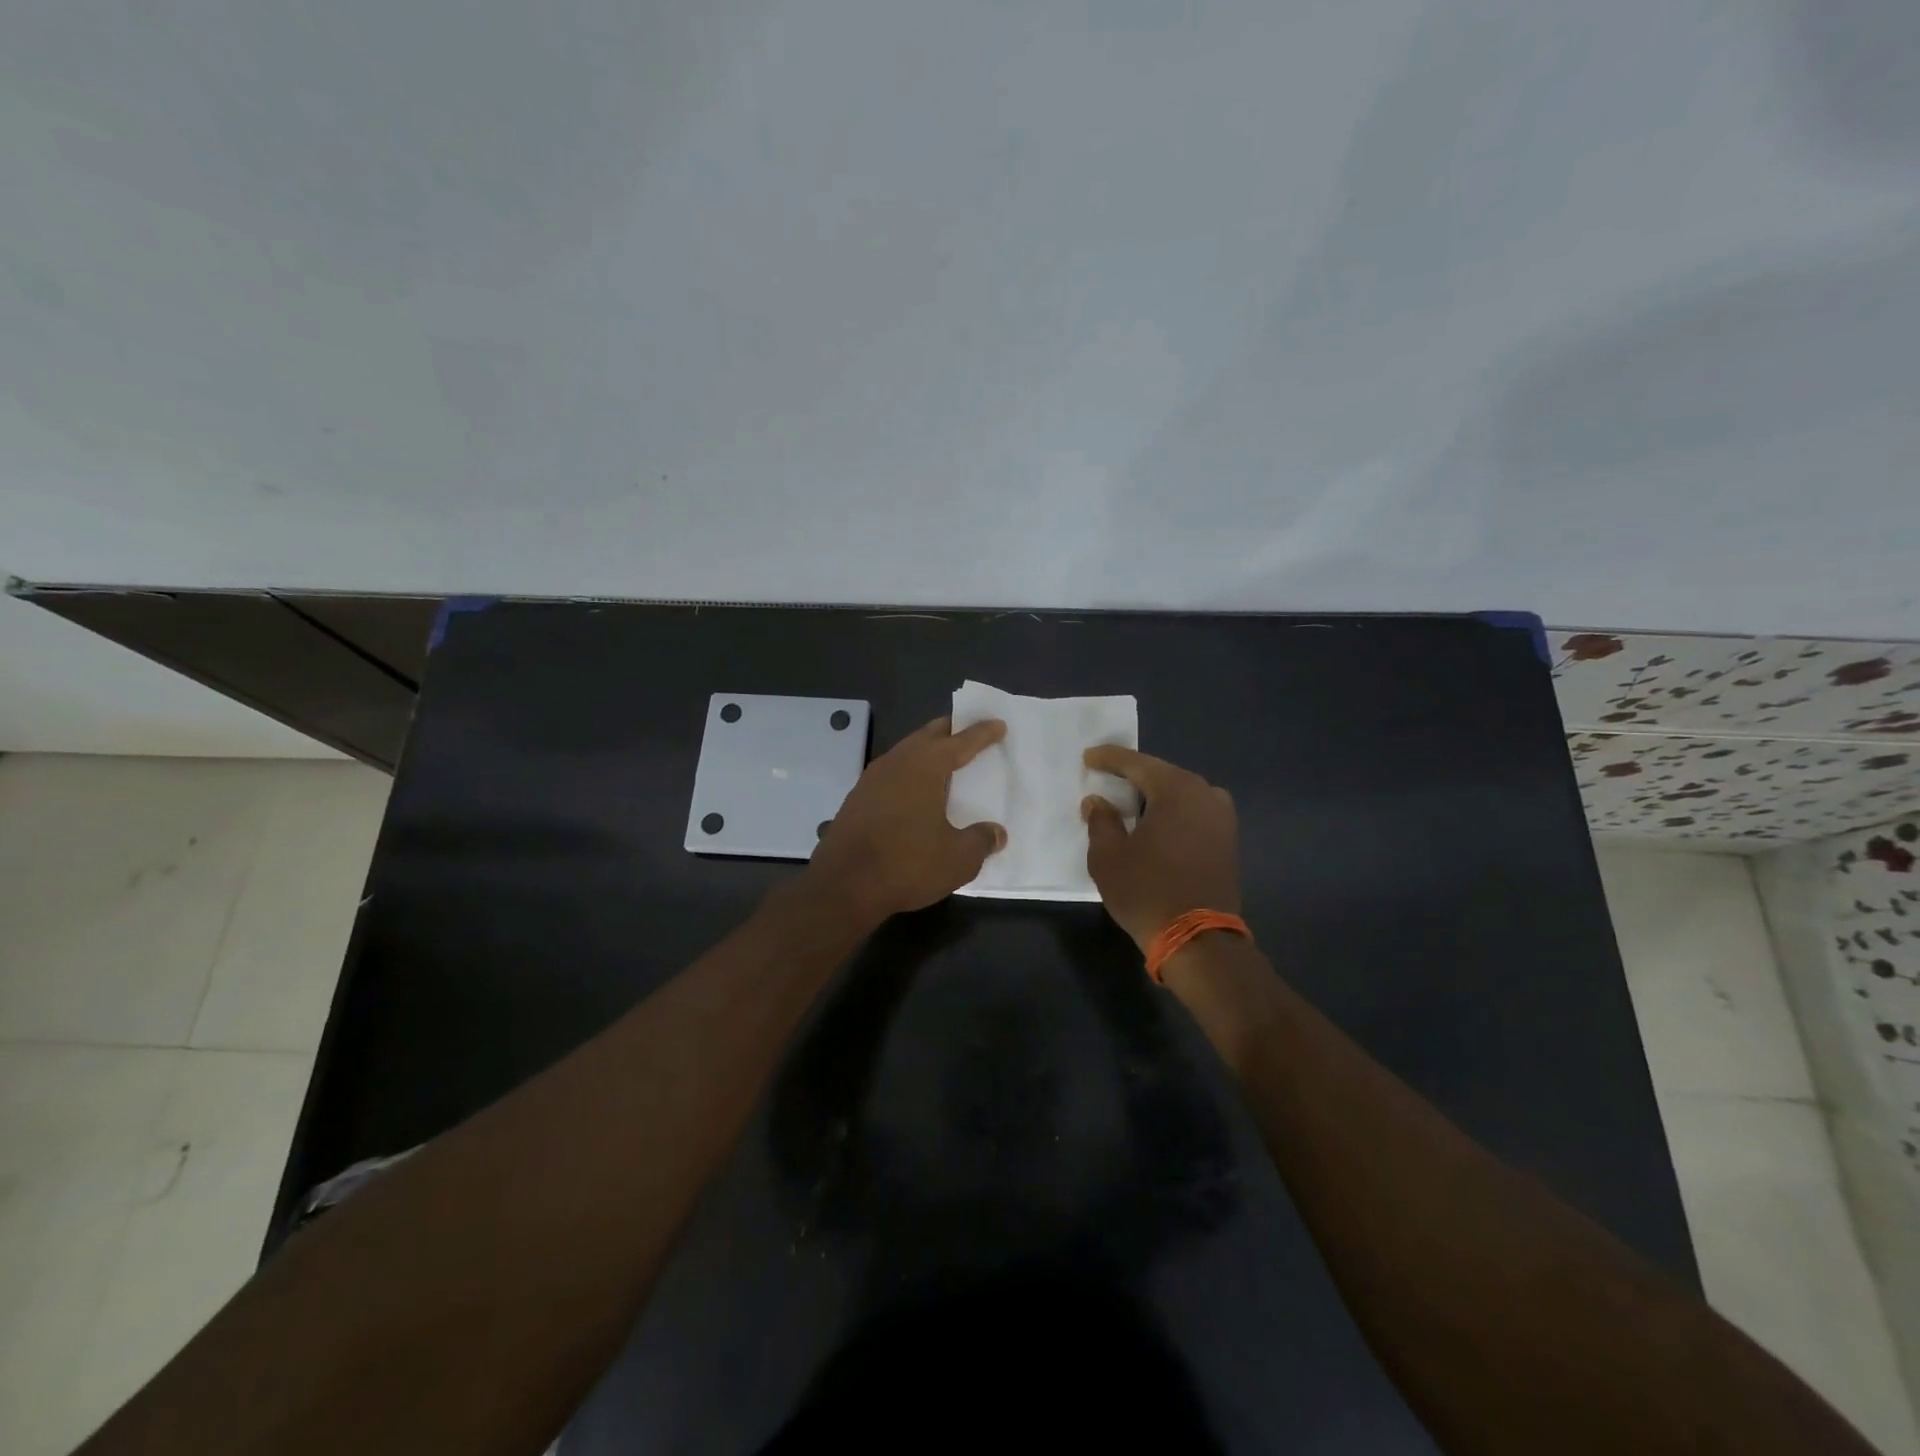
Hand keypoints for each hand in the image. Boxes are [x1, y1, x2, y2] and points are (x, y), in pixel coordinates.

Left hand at [809, 716, 1007, 922]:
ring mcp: (872, 779)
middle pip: (928, 736)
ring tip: (945, 761)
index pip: (960, 741)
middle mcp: (897, 762)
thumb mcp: (958, 859)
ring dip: (927, 752)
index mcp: (925, 766)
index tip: (998, 724)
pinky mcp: (857, 799)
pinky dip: (909, 773)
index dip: (981, 733)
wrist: (843, 886)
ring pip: (906, 753)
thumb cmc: (907, 864)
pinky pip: (891, 774)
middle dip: (950, 731)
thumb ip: (980, 840)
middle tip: (969, 731)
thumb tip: (996, 833)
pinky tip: (915, 791)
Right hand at [1082, 746, 1240, 951]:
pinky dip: (1172, 812)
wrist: (1198, 940)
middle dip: (1133, 774)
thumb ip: (1101, 821)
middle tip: (1106, 775)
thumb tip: (1098, 801)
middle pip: (1162, 774)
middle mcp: (1205, 794)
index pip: (1137, 763)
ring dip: (1155, 794)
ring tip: (1130, 800)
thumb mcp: (1108, 856)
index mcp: (1177, 790)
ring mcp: (1222, 818)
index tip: (1088, 757)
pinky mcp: (1228, 841)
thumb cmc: (1147, 891)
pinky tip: (1155, 823)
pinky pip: (1193, 813)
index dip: (1109, 758)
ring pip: (1181, 794)